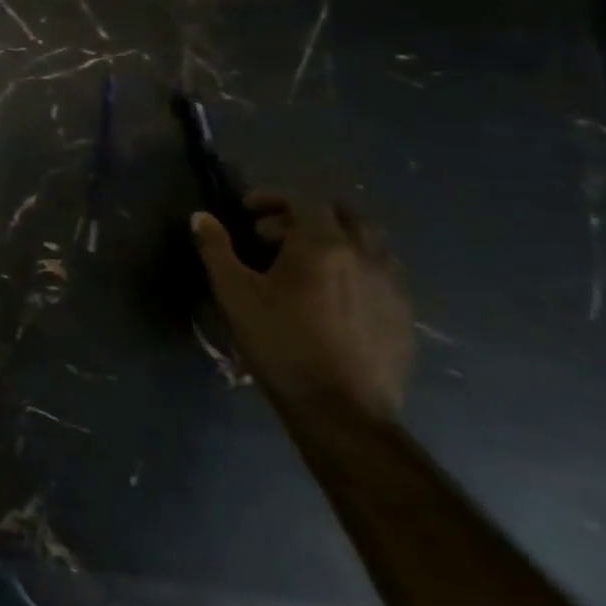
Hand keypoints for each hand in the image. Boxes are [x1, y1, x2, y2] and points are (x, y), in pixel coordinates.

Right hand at [191, 194, 414, 422]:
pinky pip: (381, 271)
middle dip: (305, 213)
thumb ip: (216, 249)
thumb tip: (201, 217)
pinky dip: (354, 266)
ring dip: (334, 238)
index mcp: (323, 245)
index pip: (303, 199)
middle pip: (344, 213)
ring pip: (368, 241)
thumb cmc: (280, 342)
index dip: (272, 196)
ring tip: (302, 261)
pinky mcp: (403, 313)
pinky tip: (330, 293)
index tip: (246, 209)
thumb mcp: (234, 293)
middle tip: (272, 232)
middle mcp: (366, 255)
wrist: (341, 408)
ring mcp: (392, 285)